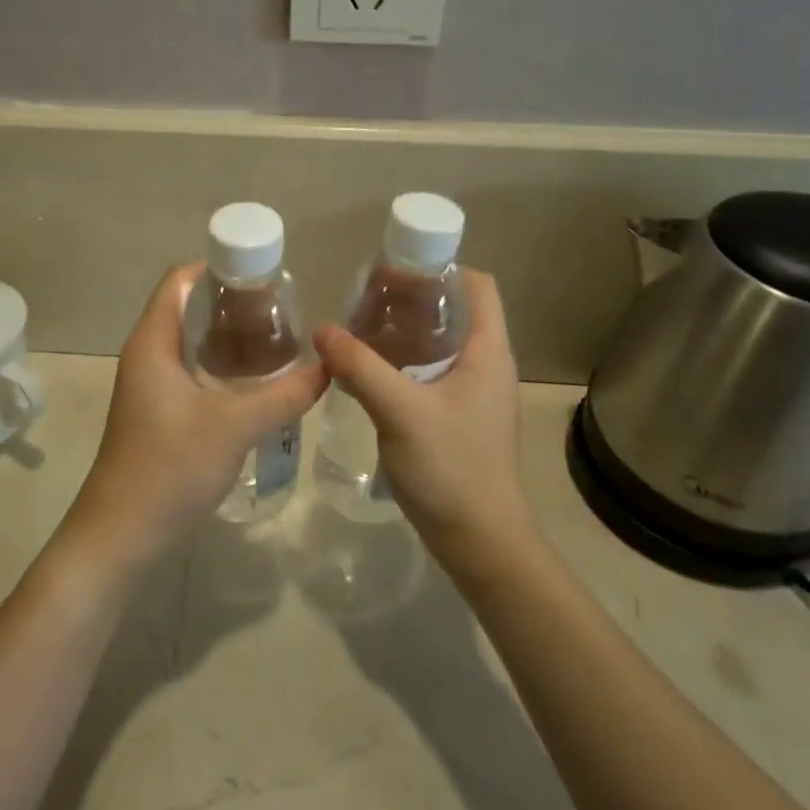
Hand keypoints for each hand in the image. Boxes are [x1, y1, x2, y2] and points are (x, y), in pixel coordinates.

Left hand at [63, 265, 328, 573]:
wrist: (121, 537)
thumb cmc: (170, 468)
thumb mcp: (235, 426)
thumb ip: (284, 394)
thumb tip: (329, 367)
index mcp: (153, 341)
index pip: (180, 281)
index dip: (218, 268)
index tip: (264, 276)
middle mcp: (147, 355)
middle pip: (189, 309)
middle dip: (233, 305)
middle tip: (282, 311)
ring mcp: (150, 387)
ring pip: (193, 345)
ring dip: (230, 339)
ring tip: (278, 341)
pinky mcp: (159, 414)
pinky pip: (193, 374)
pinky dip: (223, 369)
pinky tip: (257, 383)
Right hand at [312, 269, 533, 561]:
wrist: (481, 542)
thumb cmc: (452, 468)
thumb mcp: (401, 412)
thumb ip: (360, 367)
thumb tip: (322, 329)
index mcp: (486, 350)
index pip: (476, 285)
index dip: (440, 267)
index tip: (395, 270)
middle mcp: (484, 363)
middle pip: (451, 309)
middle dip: (409, 297)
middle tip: (363, 298)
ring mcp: (471, 392)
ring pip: (437, 342)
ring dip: (401, 330)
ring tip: (357, 327)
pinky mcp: (456, 416)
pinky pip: (428, 371)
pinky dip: (400, 360)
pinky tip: (365, 369)